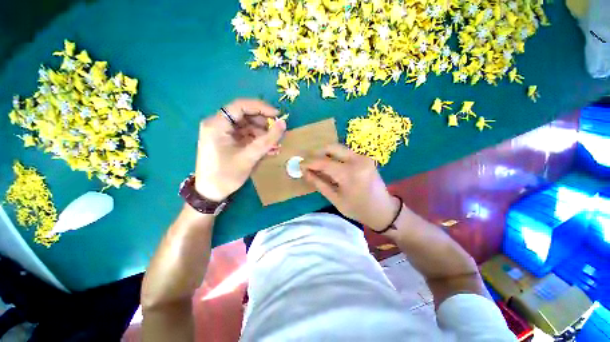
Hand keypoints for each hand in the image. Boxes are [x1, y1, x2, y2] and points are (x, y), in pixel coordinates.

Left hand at [195, 99, 285, 201]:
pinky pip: (245, 135)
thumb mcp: (249, 157)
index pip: (241, 106)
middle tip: (277, 132)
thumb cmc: (226, 175)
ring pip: (246, 125)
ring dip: (262, 133)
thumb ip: (267, 140)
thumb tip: (283, 123)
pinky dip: (257, 140)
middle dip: (263, 123)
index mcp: (217, 124)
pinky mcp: (227, 140)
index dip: (261, 107)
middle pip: (244, 115)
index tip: (277, 115)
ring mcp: (222, 132)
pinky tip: (268, 148)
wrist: (211, 193)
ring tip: (274, 144)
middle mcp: (218, 124)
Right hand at [303, 144, 399, 230]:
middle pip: (331, 147)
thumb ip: (319, 183)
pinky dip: (334, 156)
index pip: (323, 162)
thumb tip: (304, 173)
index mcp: (349, 174)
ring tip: (317, 165)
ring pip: (338, 148)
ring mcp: (363, 157)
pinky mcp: (365, 157)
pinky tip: (330, 165)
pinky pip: (345, 152)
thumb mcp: (335, 199)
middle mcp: (357, 160)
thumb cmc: (358, 209)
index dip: (309, 163)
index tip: (300, 165)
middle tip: (309, 163)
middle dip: (317, 153)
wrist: (383, 210)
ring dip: (325, 154)